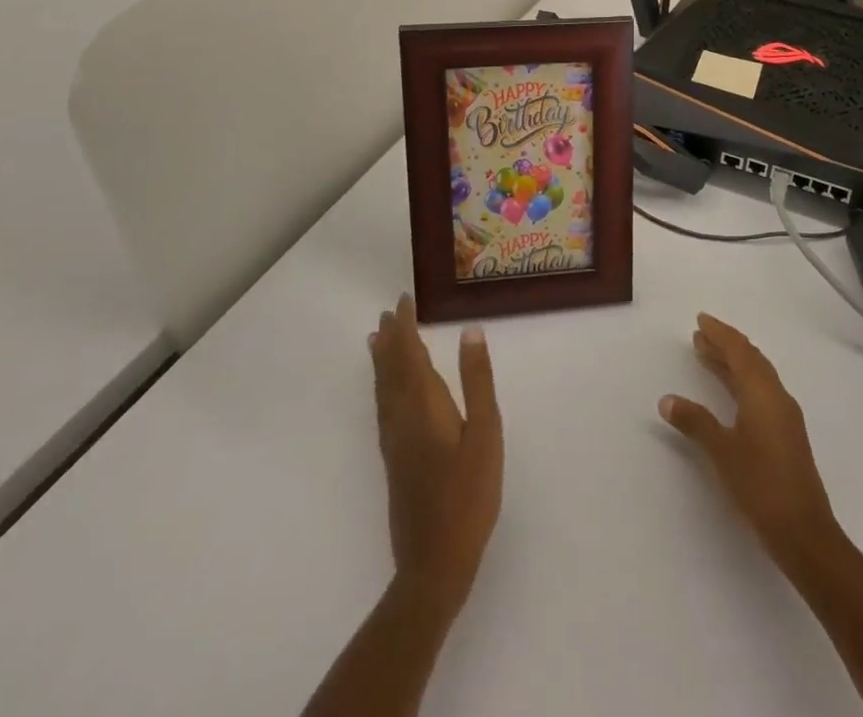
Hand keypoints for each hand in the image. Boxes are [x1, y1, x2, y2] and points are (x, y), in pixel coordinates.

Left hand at [369, 295, 503, 606]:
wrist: (434, 561)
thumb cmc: (468, 494)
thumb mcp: (485, 432)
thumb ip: (477, 381)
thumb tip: (470, 331)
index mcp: (423, 406)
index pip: (409, 354)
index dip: (405, 327)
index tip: (403, 301)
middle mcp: (401, 417)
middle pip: (391, 369)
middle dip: (391, 339)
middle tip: (389, 312)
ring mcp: (394, 441)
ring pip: (383, 389)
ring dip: (382, 360)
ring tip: (377, 339)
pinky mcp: (394, 460)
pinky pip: (383, 407)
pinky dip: (382, 386)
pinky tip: (387, 391)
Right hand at [659, 313, 839, 571]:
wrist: (805, 533)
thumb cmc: (761, 485)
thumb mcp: (722, 451)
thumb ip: (695, 422)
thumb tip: (667, 399)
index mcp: (763, 392)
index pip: (739, 351)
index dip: (720, 333)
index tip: (701, 320)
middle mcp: (777, 396)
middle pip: (750, 359)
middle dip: (725, 345)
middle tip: (700, 336)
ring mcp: (784, 416)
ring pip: (757, 376)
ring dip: (733, 363)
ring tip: (707, 356)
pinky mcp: (786, 434)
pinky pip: (761, 392)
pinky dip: (742, 382)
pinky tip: (730, 393)